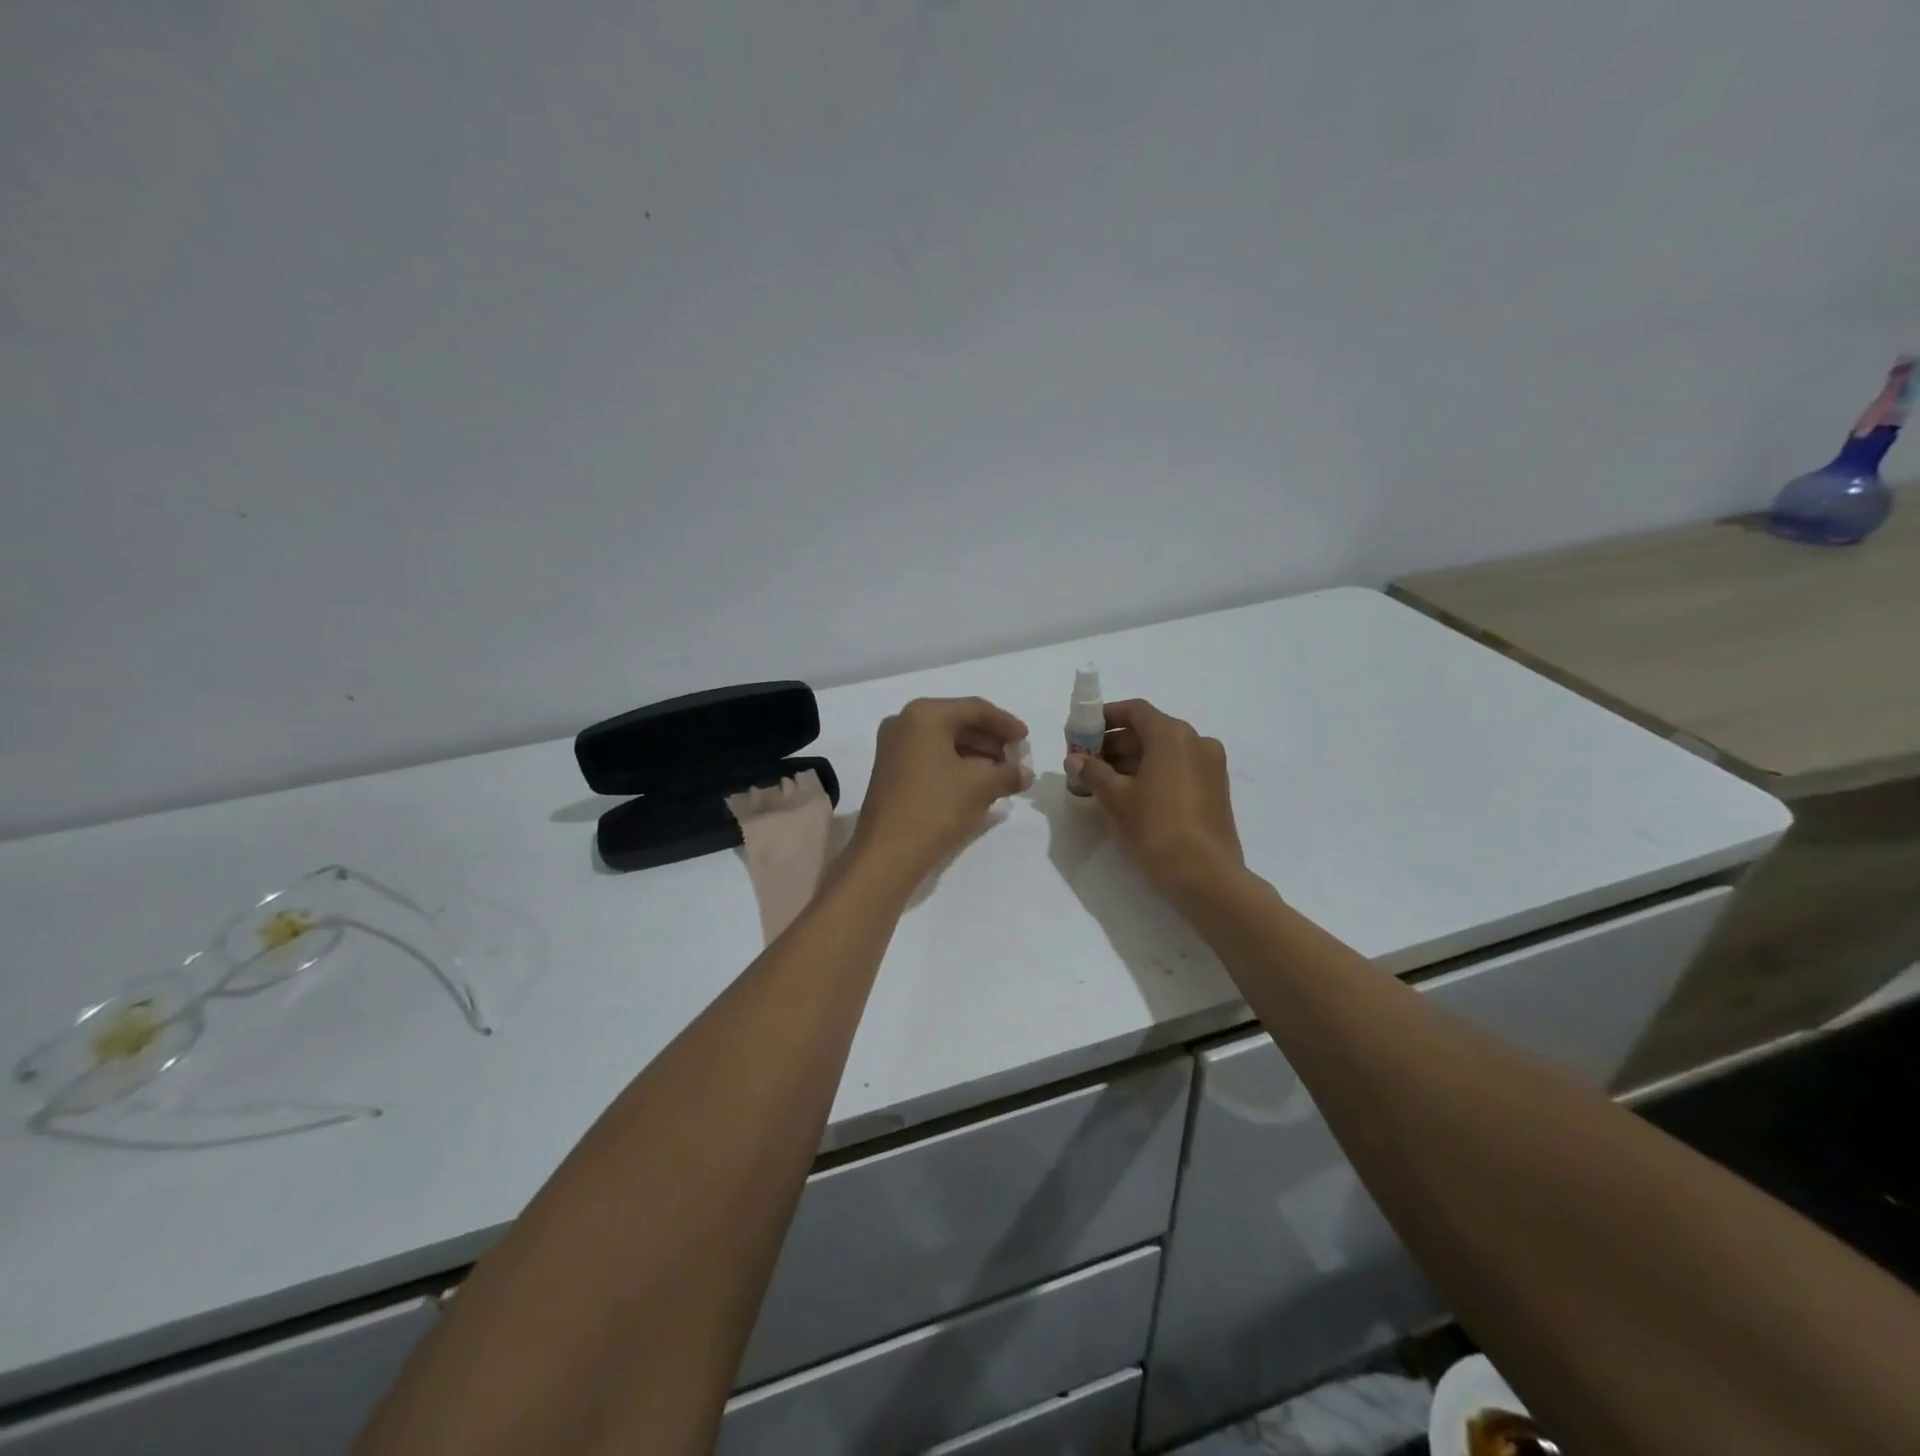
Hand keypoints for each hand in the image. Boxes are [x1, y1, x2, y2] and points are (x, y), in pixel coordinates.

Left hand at [852, 697, 1031, 880]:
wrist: (888, 852)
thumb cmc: (936, 807)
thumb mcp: (981, 786)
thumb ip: (1008, 773)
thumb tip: (1024, 773)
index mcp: (925, 714)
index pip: (975, 709)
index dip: (1006, 723)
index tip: (1026, 740)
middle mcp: (904, 722)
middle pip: (958, 722)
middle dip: (991, 741)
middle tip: (1016, 760)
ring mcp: (893, 746)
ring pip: (944, 741)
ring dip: (975, 755)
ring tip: (1001, 775)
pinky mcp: (890, 770)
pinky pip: (931, 756)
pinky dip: (956, 765)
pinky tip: (977, 783)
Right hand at [1073, 699, 1245, 901]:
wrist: (1205, 877)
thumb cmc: (1155, 828)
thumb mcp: (1115, 798)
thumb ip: (1092, 772)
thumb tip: (1075, 760)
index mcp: (1172, 735)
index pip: (1135, 711)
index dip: (1105, 717)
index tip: (1083, 731)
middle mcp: (1197, 742)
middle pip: (1149, 731)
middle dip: (1115, 744)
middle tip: (1087, 763)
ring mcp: (1211, 767)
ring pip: (1164, 752)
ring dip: (1132, 761)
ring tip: (1103, 784)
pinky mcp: (1216, 790)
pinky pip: (1178, 770)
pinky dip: (1153, 774)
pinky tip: (1131, 797)